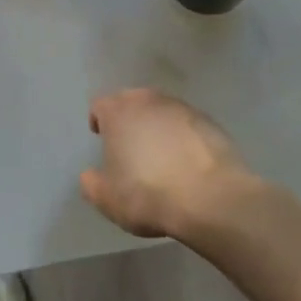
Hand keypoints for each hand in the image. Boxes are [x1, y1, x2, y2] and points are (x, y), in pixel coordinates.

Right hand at [81, 89, 255, 239]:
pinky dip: (183, 136)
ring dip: (157, 125)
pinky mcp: (209, 121)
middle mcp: (148, 101)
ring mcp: (182, 108)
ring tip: (161, 153)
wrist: (210, 198)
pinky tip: (187, 161)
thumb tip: (90, 175)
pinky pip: (187, 124)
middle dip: (128, 118)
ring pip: (161, 110)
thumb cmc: (148, 195)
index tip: (102, 137)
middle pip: (132, 101)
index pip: (100, 105)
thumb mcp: (107, 199)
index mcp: (118, 112)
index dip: (99, 120)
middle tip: (129, 144)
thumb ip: (92, 183)